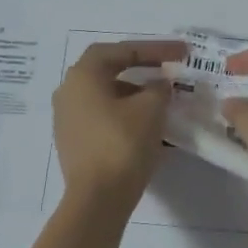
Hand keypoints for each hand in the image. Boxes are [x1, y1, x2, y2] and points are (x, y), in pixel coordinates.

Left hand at [53, 40, 185, 212]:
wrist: (97, 199)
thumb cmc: (122, 144)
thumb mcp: (150, 109)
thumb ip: (158, 88)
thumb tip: (158, 85)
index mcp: (83, 76)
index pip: (121, 50)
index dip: (153, 48)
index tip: (180, 52)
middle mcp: (68, 91)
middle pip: (108, 69)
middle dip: (141, 67)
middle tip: (167, 70)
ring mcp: (67, 118)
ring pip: (106, 95)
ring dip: (134, 93)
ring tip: (161, 99)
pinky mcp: (73, 142)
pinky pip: (102, 116)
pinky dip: (125, 113)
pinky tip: (146, 125)